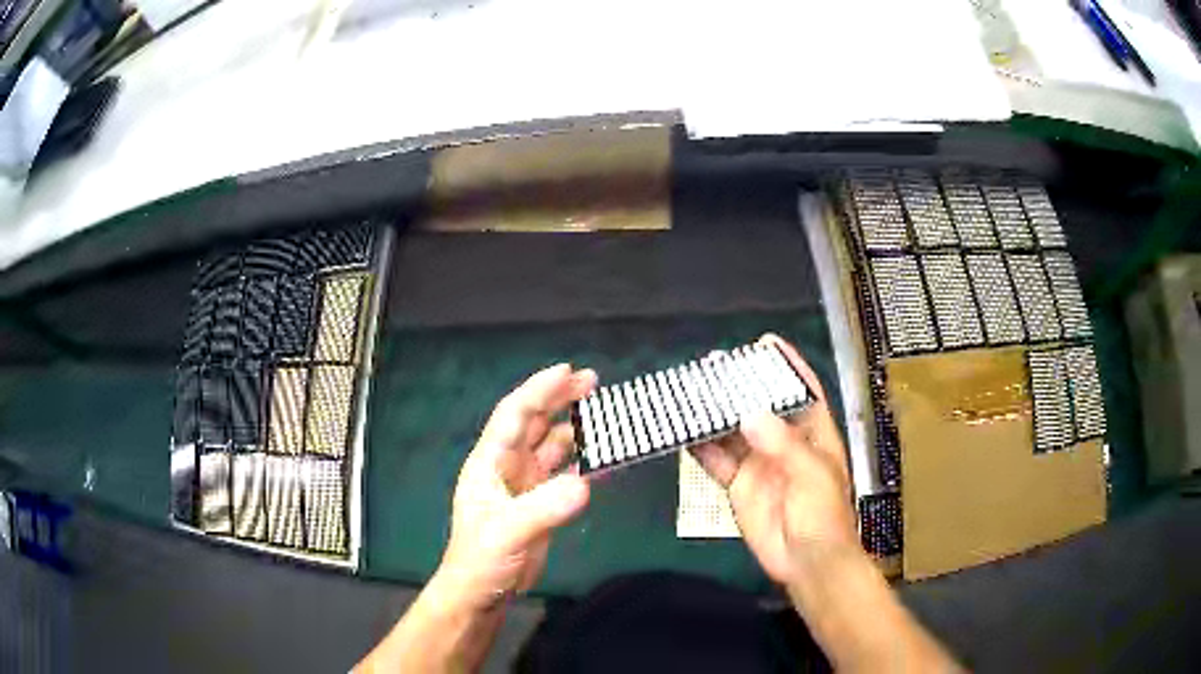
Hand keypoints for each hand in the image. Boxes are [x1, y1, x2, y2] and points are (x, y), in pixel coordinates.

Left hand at [435, 363, 596, 611]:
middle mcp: (507, 467)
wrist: (482, 592)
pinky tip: (603, 457)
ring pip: (551, 446)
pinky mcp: (540, 504)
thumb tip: (584, 483)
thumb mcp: (508, 532)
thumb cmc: (482, 559)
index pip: (514, 415)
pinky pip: (564, 474)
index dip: (539, 390)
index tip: (567, 371)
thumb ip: (544, 508)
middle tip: (592, 381)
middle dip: (560, 399)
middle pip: (535, 423)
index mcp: (490, 463)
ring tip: (603, 413)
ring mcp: (525, 485)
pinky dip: (583, 462)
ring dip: (574, 428)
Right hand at [691, 334, 857, 585]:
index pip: (802, 391)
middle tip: (713, 366)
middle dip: (740, 386)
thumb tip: (749, 414)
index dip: (787, 365)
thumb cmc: (823, 515)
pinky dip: (701, 449)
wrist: (806, 562)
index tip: (765, 342)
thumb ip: (783, 445)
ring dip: (715, 415)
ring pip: (733, 432)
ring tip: (691, 393)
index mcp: (812, 434)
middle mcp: (784, 443)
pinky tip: (684, 434)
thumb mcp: (813, 476)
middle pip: (761, 407)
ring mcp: (759, 464)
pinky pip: (717, 462)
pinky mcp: (739, 486)